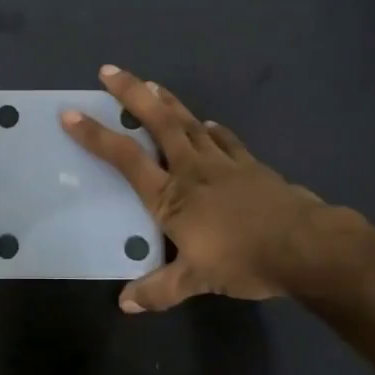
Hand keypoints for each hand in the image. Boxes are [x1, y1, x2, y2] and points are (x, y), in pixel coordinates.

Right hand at [61, 64, 368, 313]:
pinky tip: (209, 123)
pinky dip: (213, 129)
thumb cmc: (243, 259)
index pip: (125, 159)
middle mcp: (191, 169)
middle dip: (131, 94)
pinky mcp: (250, 164)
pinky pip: (226, 140)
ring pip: (189, 123)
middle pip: (158, 123)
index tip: (71, 114)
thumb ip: (159, 290)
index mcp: (171, 196)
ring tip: (151, 84)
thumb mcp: (196, 281)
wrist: (303, 245)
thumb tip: (125, 303)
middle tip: (110, 70)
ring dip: (167, 101)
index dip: (95, 136)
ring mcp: (223, 162)